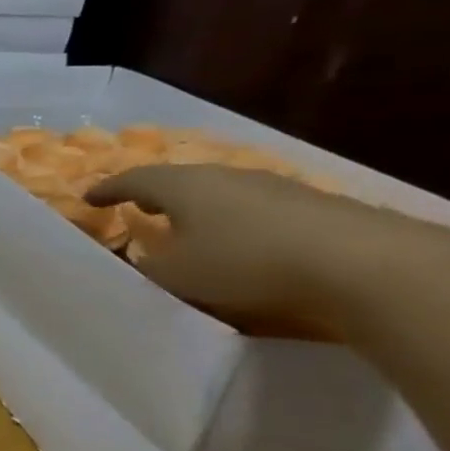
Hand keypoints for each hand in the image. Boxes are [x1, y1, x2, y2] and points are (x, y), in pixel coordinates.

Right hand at [85, 165, 417, 337]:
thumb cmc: (243, 261)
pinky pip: (254, 209)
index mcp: (180, 186)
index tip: (88, 199)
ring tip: (188, 229)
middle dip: (156, 195)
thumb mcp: (175, 273)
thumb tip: (141, 256)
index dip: (107, 190)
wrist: (361, 263)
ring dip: (198, 209)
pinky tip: (239, 242)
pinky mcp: (310, 206)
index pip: (131, 180)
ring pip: (219, 193)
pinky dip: (234, 221)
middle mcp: (222, 176)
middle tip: (140, 209)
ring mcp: (271, 187)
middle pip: (179, 181)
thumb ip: (148, 264)